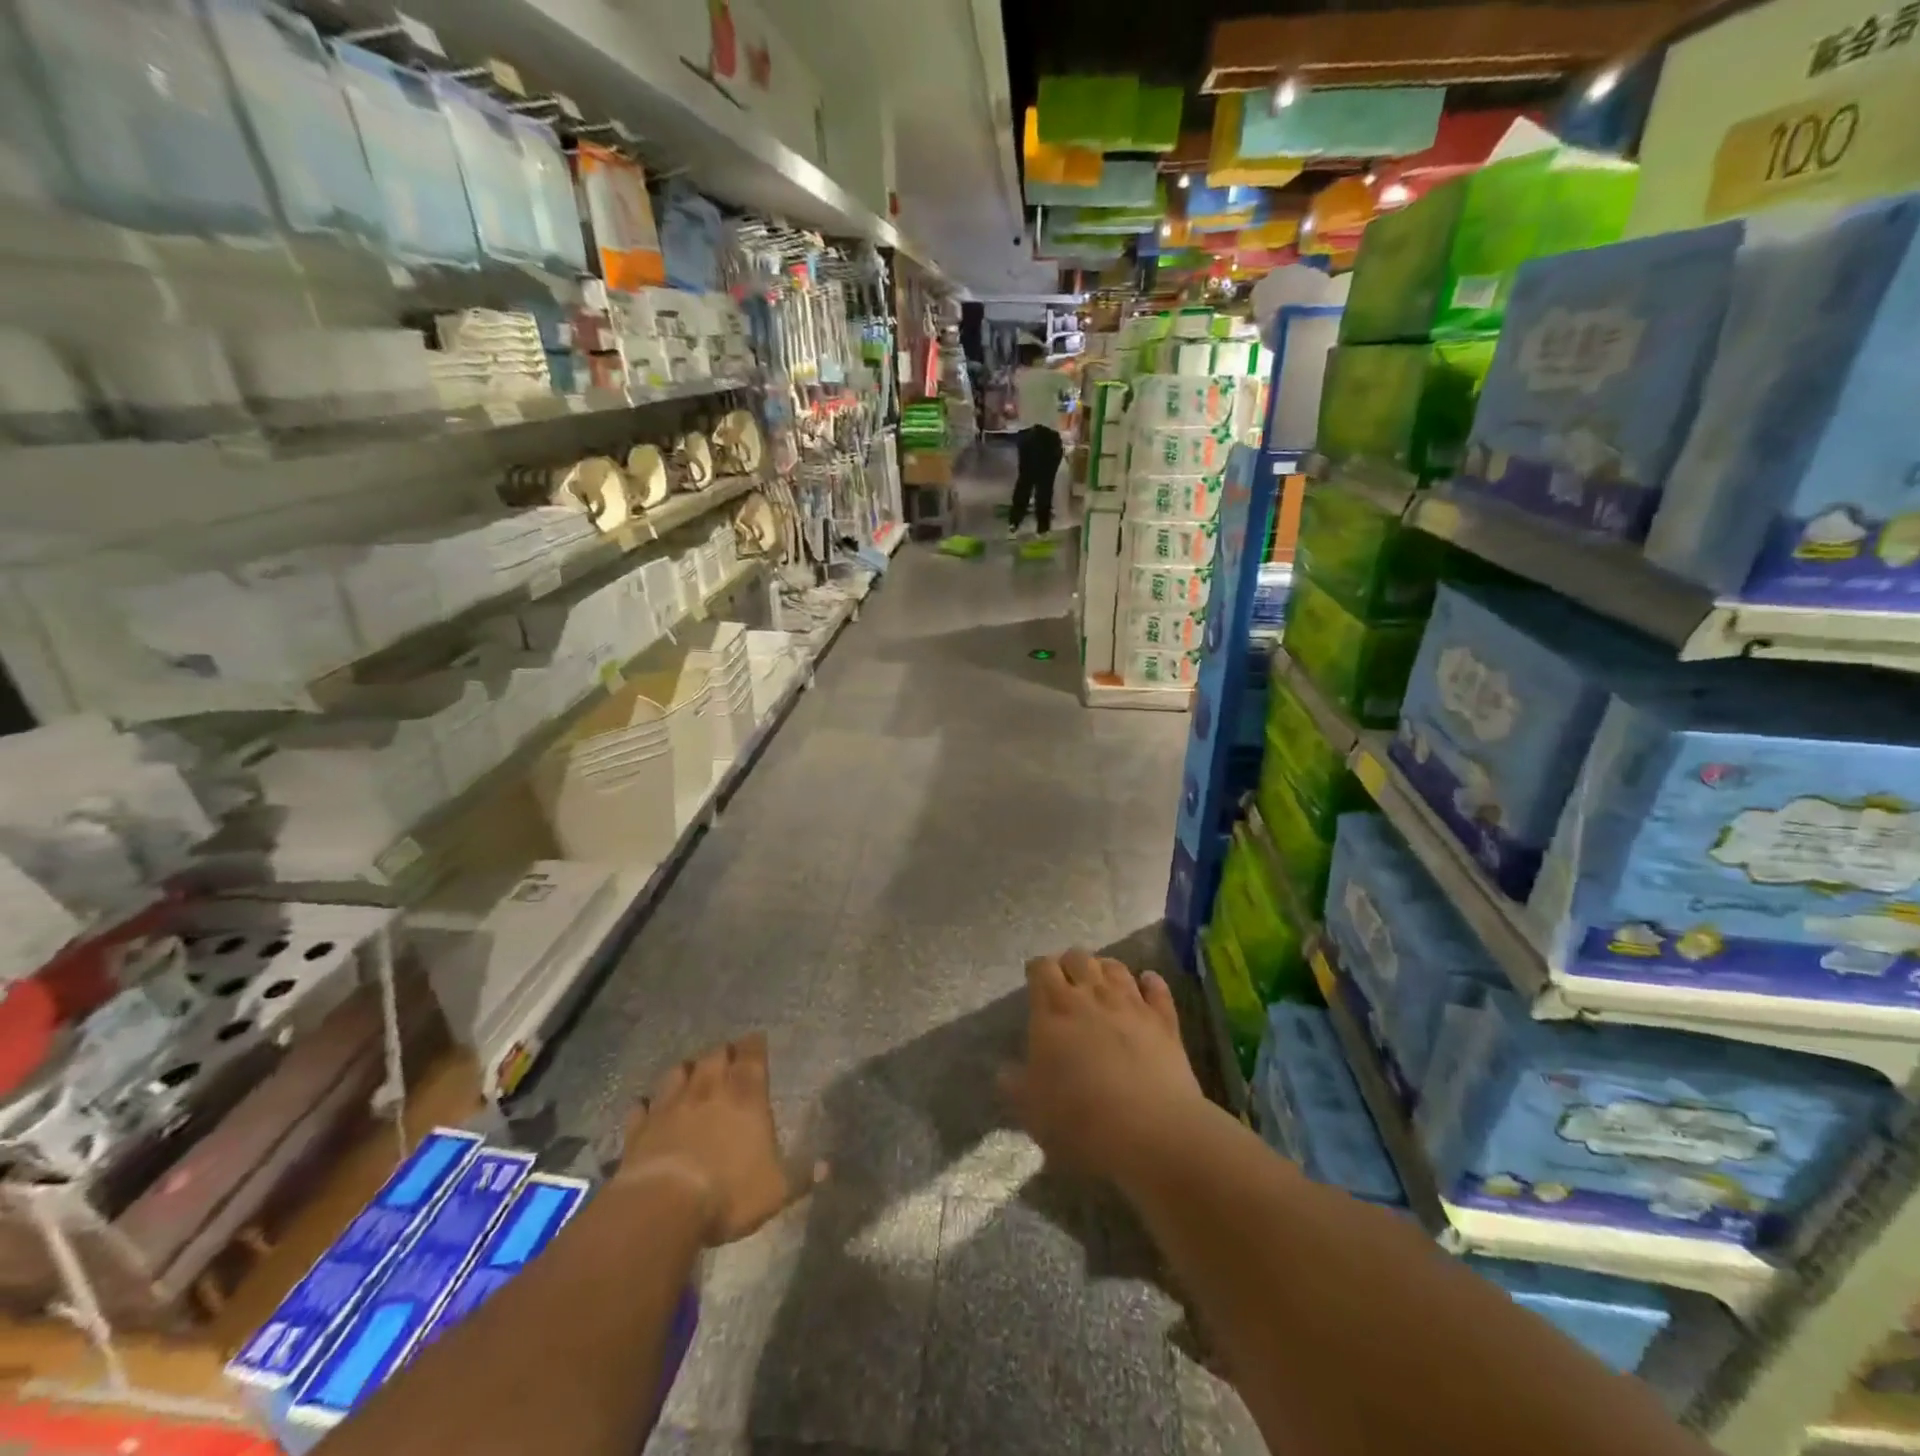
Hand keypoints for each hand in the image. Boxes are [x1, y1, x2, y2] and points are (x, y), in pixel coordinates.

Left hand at [618, 1032, 810, 1245]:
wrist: (662, 1207)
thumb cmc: (728, 1193)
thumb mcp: (776, 1189)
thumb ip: (802, 1175)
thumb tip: (828, 1167)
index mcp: (746, 1095)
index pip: (752, 1056)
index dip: (755, 1045)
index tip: (757, 1040)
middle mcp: (708, 1089)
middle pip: (715, 1056)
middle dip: (723, 1053)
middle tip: (728, 1056)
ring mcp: (670, 1105)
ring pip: (678, 1072)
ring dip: (686, 1070)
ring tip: (691, 1073)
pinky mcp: (640, 1127)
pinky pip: (641, 1107)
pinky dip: (646, 1104)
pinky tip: (647, 1107)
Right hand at [998, 949, 1206, 1190]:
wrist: (1150, 1132)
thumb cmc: (1079, 1119)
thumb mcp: (1031, 1109)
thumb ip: (1015, 1084)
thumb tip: (1005, 1072)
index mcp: (1053, 1010)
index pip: (1041, 968)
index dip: (1037, 969)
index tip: (1034, 980)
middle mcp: (1091, 996)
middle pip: (1078, 957)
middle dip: (1068, 963)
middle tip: (1065, 982)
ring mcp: (1131, 1004)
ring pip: (1115, 967)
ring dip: (1104, 968)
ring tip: (1100, 980)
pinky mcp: (1164, 1020)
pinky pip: (1157, 988)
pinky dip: (1150, 981)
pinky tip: (1147, 983)